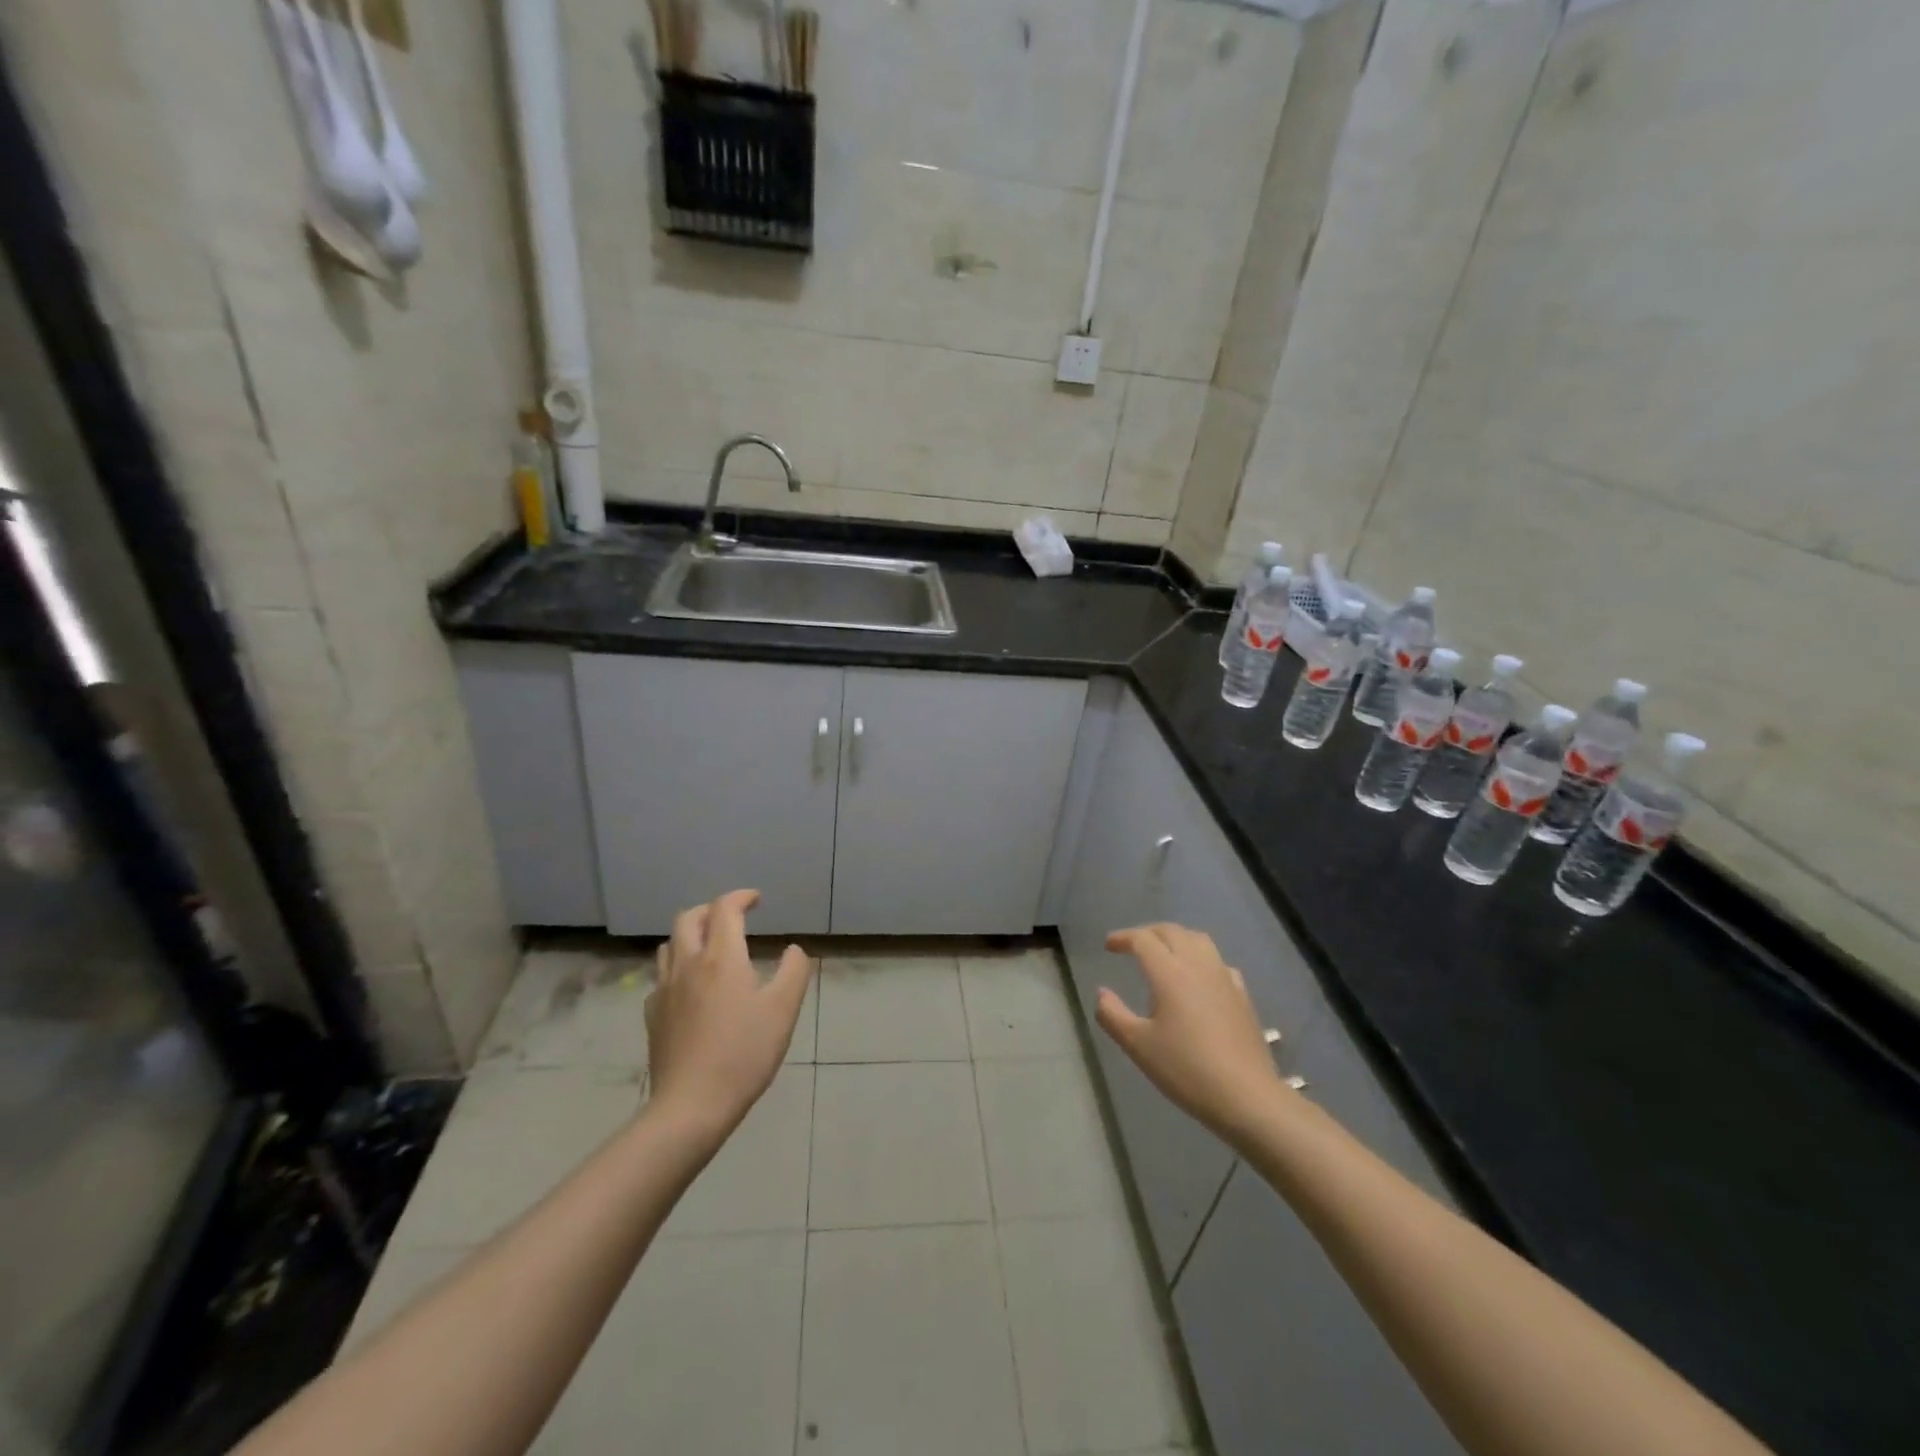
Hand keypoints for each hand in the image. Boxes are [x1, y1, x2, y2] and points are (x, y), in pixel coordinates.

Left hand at [646, 890, 812, 1137]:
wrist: (692, 1105)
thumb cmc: (744, 1053)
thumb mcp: (783, 1010)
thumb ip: (793, 971)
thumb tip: (792, 949)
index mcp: (721, 957)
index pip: (724, 908)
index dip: (741, 897)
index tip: (757, 900)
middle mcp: (688, 964)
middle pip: (689, 918)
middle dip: (711, 910)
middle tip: (732, 918)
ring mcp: (664, 990)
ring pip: (670, 944)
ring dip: (690, 934)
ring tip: (710, 946)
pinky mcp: (653, 1015)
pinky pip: (662, 976)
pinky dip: (678, 967)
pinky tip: (691, 987)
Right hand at [1097, 923, 1287, 1143]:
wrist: (1247, 1096)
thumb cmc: (1186, 1069)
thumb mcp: (1138, 1046)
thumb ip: (1113, 1015)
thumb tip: (1101, 993)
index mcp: (1169, 972)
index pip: (1143, 939)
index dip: (1123, 938)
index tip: (1108, 946)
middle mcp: (1198, 965)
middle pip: (1172, 932)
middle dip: (1148, 933)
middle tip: (1132, 946)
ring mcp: (1224, 978)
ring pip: (1198, 940)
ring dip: (1176, 938)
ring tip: (1164, 953)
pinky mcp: (1242, 995)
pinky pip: (1218, 962)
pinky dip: (1200, 958)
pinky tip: (1198, 978)